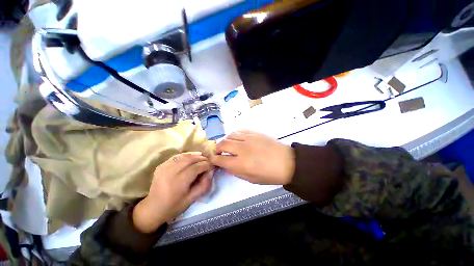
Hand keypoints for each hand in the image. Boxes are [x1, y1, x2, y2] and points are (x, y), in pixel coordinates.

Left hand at [133, 152, 212, 232]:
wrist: (153, 209)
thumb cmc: (174, 206)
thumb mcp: (192, 199)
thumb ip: (204, 185)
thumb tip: (211, 172)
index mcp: (178, 183)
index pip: (196, 168)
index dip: (206, 165)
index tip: (212, 165)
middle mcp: (171, 172)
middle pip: (190, 159)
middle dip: (201, 158)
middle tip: (208, 160)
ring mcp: (164, 167)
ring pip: (183, 156)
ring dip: (194, 155)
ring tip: (201, 157)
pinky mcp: (161, 166)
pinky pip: (176, 157)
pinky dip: (185, 155)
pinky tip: (191, 157)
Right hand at [211, 130, 294, 184]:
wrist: (287, 162)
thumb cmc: (270, 174)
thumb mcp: (251, 179)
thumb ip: (236, 171)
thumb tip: (226, 165)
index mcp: (241, 164)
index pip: (221, 160)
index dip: (214, 160)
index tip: (214, 160)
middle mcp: (243, 149)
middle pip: (223, 144)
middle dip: (217, 149)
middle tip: (219, 152)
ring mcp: (248, 139)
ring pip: (230, 135)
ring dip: (225, 140)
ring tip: (226, 145)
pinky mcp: (254, 133)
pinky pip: (239, 131)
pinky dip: (234, 135)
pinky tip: (235, 139)